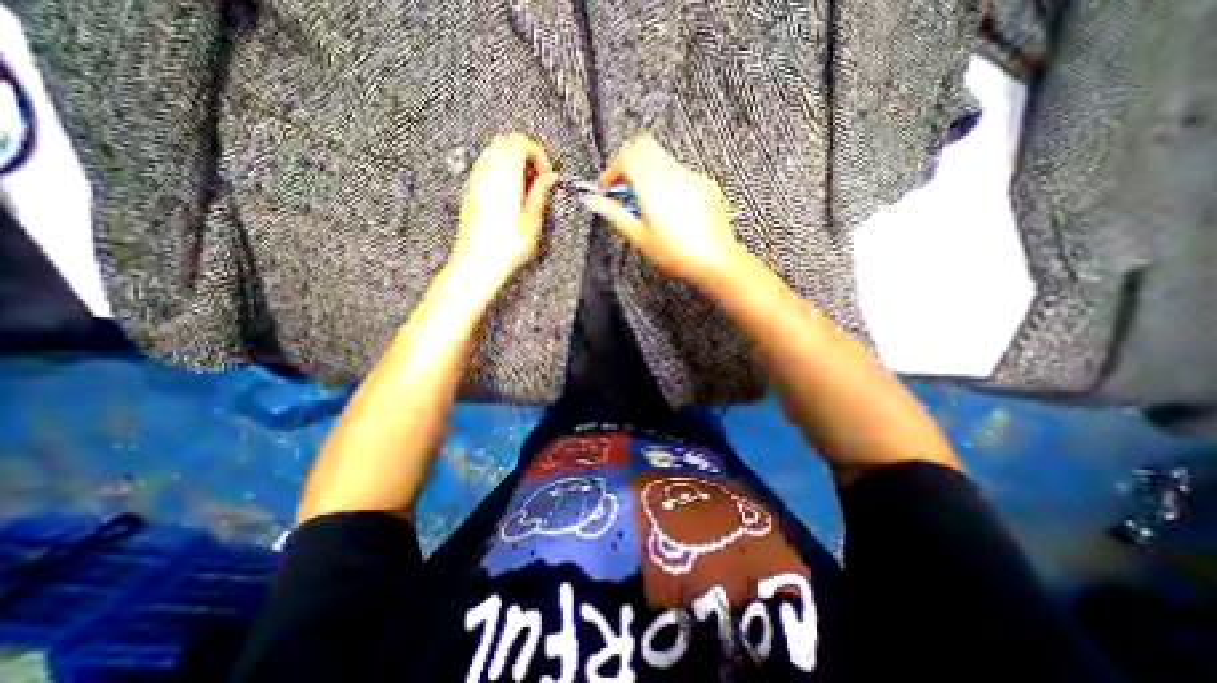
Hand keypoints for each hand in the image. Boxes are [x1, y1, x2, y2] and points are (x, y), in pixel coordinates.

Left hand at [448, 133, 557, 284]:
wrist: (478, 261)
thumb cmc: (504, 247)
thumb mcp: (533, 220)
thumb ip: (541, 193)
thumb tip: (549, 179)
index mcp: (505, 176)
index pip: (520, 142)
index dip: (538, 154)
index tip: (546, 173)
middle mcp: (487, 173)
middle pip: (506, 143)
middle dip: (526, 155)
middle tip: (538, 179)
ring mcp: (475, 181)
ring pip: (494, 154)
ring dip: (513, 164)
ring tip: (527, 189)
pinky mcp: (470, 191)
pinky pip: (486, 168)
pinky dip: (501, 172)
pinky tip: (512, 195)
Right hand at [582, 134, 742, 289]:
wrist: (715, 262)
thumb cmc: (676, 255)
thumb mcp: (639, 238)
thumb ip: (615, 215)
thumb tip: (594, 202)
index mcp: (653, 186)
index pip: (627, 155)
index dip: (612, 169)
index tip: (608, 188)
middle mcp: (673, 175)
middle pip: (644, 147)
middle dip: (629, 164)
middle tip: (624, 190)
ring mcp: (692, 178)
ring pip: (663, 159)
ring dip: (648, 173)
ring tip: (646, 205)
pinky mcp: (706, 185)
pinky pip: (681, 172)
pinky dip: (667, 181)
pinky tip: (669, 209)